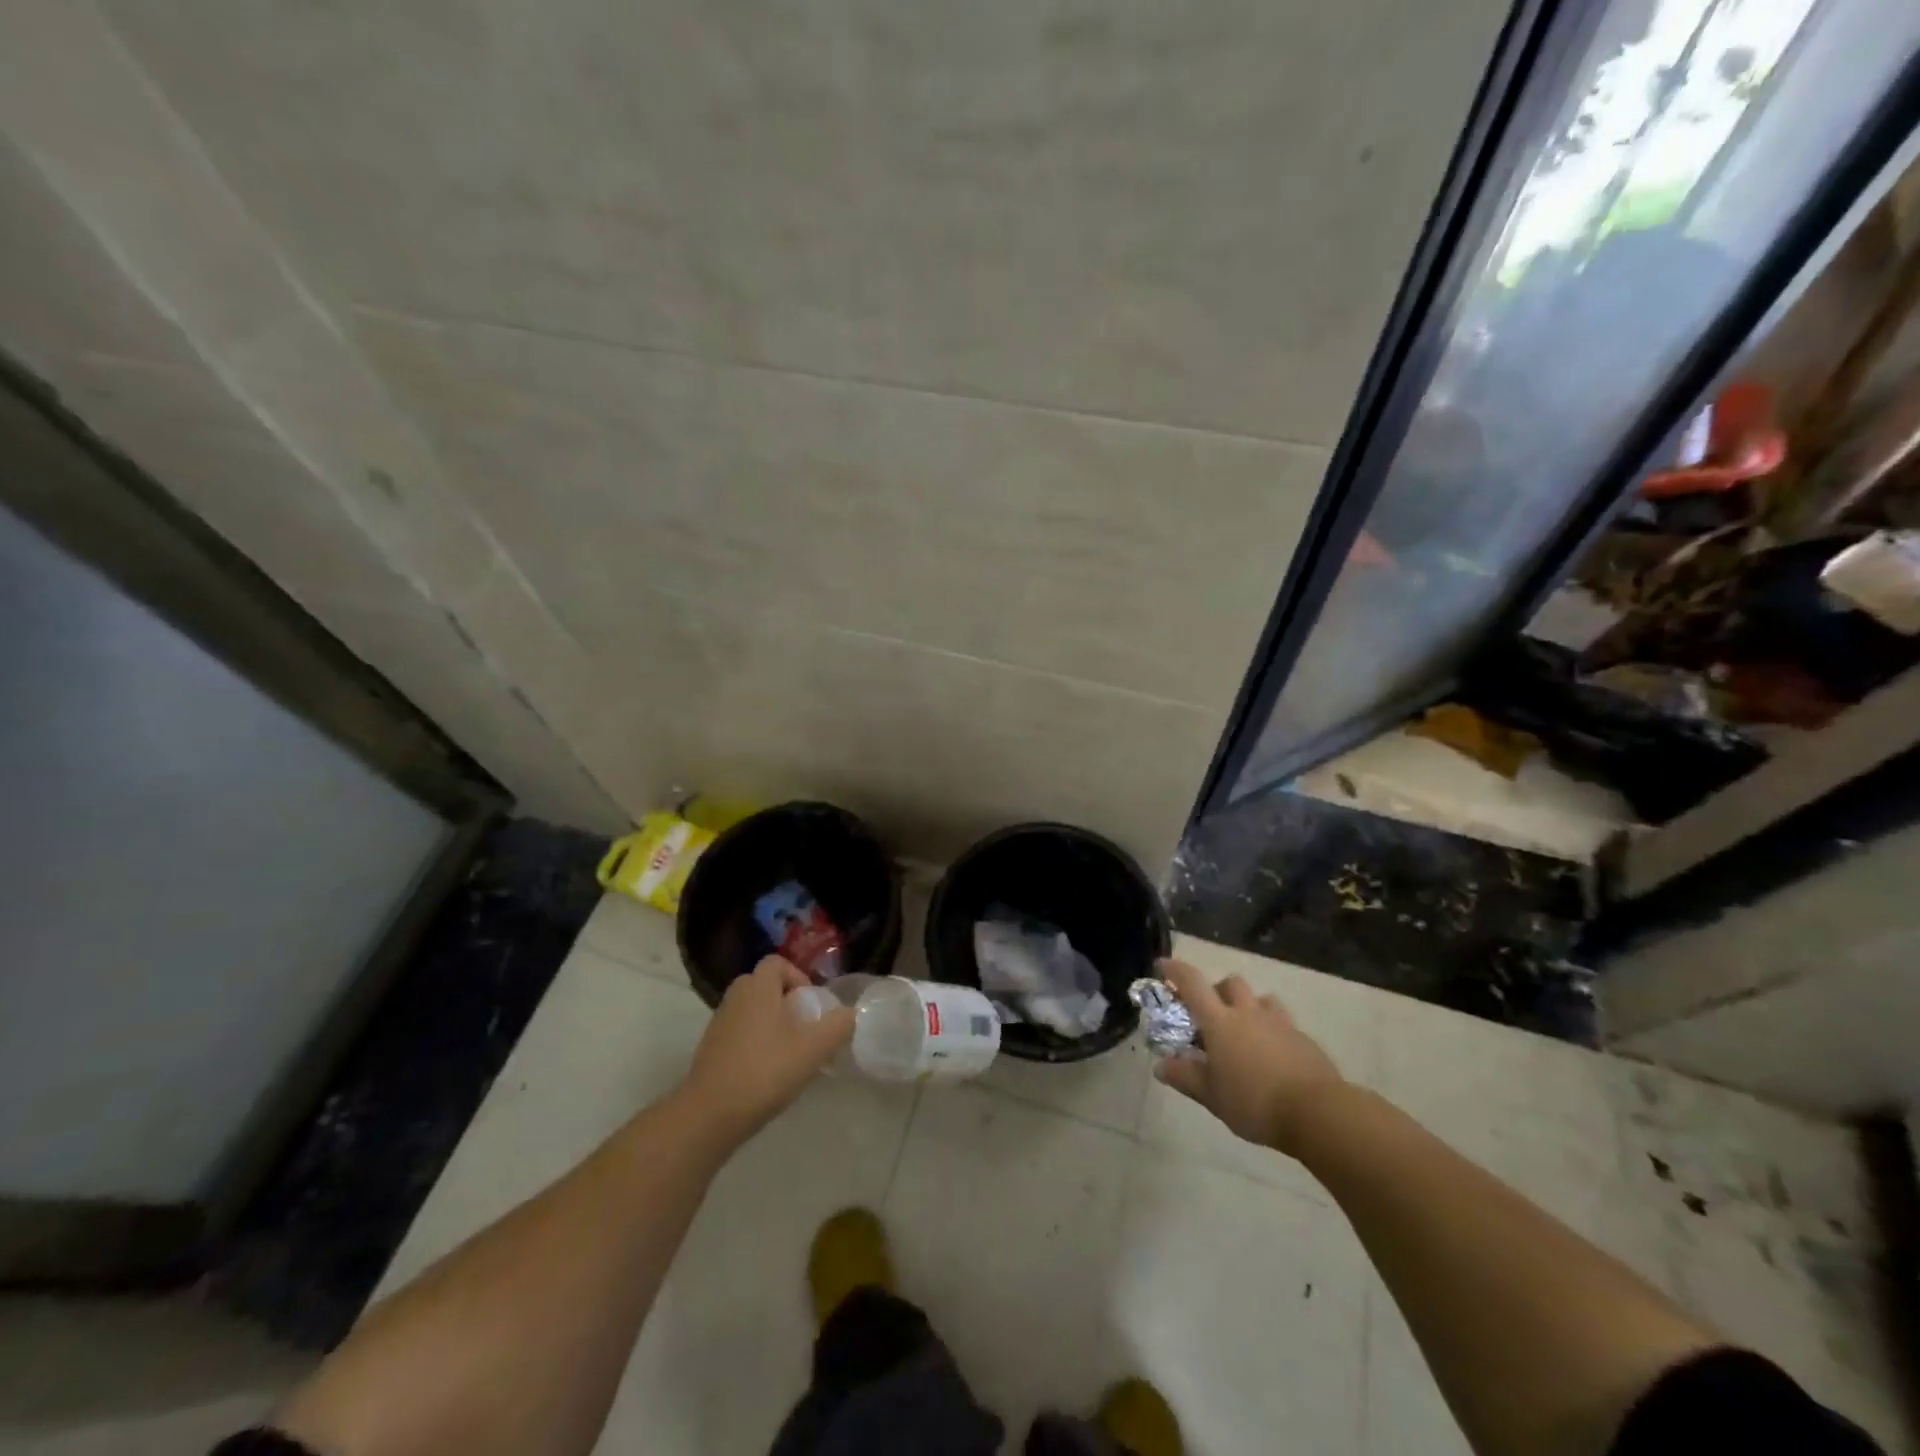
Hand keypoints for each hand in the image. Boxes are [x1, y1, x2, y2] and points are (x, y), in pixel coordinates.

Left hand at [680, 957, 854, 1143]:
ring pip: (751, 1010)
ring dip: (771, 1023)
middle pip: (764, 985)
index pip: (777, 963)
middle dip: (786, 1001)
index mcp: (757, 988)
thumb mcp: (813, 1049)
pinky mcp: (710, 1050)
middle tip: (804, 1027)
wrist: (709, 1115)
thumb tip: (850, 1013)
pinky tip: (767, 1072)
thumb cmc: (765, 1071)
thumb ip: (838, 1026)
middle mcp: (735, 997)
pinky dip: (755, 1042)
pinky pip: (739, 1032)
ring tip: (790, 1052)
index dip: (798, 977)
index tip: (811, 1004)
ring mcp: (718, 1023)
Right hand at [1153, 958, 1345, 1155]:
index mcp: (1220, 1021)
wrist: (1317, 1112)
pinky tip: (1272, 1057)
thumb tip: (1161, 1065)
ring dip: (1249, 1006)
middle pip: (1230, 983)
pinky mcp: (1303, 1039)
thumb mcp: (1211, 1096)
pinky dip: (1272, 1030)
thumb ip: (1185, 1077)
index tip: (1162, 965)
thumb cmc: (1254, 1101)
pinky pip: (1283, 1023)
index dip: (1175, 970)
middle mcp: (1248, 1013)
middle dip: (1217, 990)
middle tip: (1211, 1013)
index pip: (1192, 983)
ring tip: (1245, 1032)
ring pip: (1261, 999)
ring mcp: (1279, 1023)